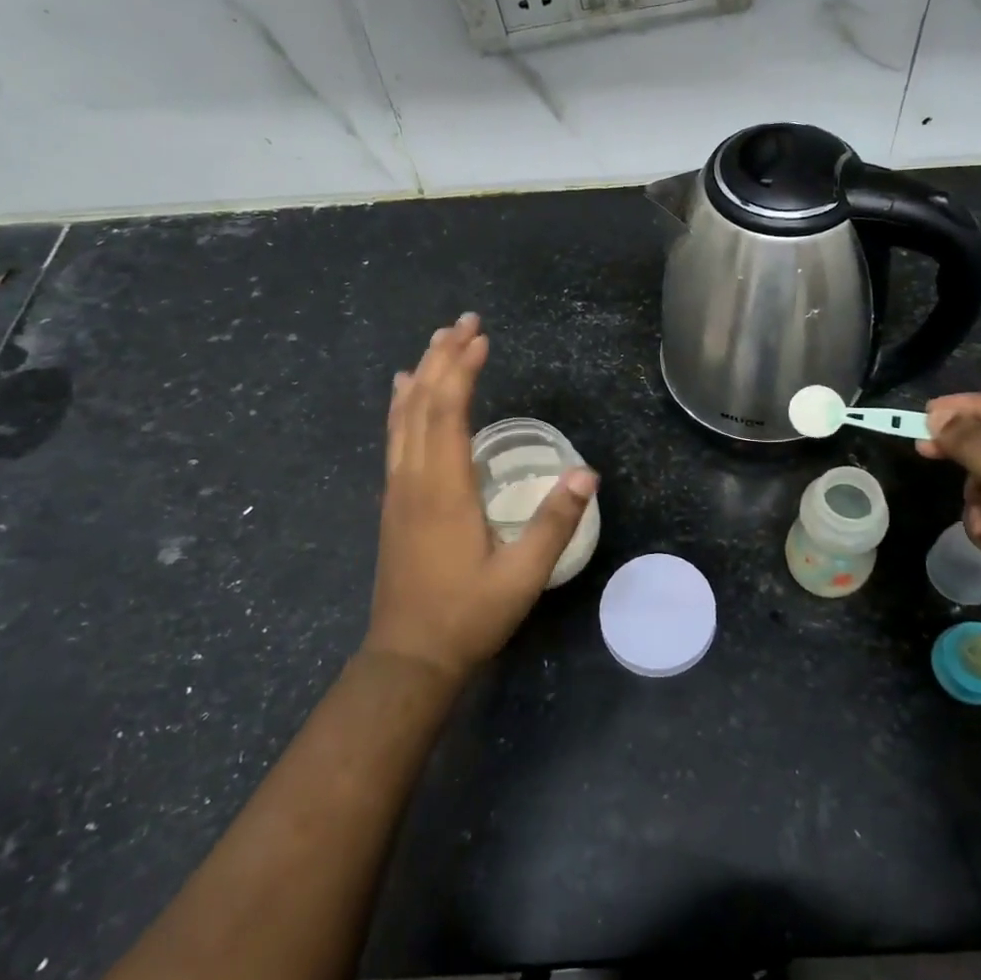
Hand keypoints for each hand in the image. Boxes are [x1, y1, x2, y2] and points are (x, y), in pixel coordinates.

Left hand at [365, 313, 597, 684]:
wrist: (409, 657)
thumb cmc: (468, 615)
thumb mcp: (522, 576)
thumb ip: (554, 523)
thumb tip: (587, 473)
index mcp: (444, 489)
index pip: (449, 410)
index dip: (464, 369)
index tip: (482, 337)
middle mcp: (414, 479)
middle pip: (422, 403)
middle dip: (443, 358)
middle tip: (464, 322)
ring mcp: (398, 490)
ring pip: (403, 417)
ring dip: (421, 375)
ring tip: (437, 342)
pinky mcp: (393, 503)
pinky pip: (395, 438)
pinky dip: (402, 406)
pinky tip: (404, 394)